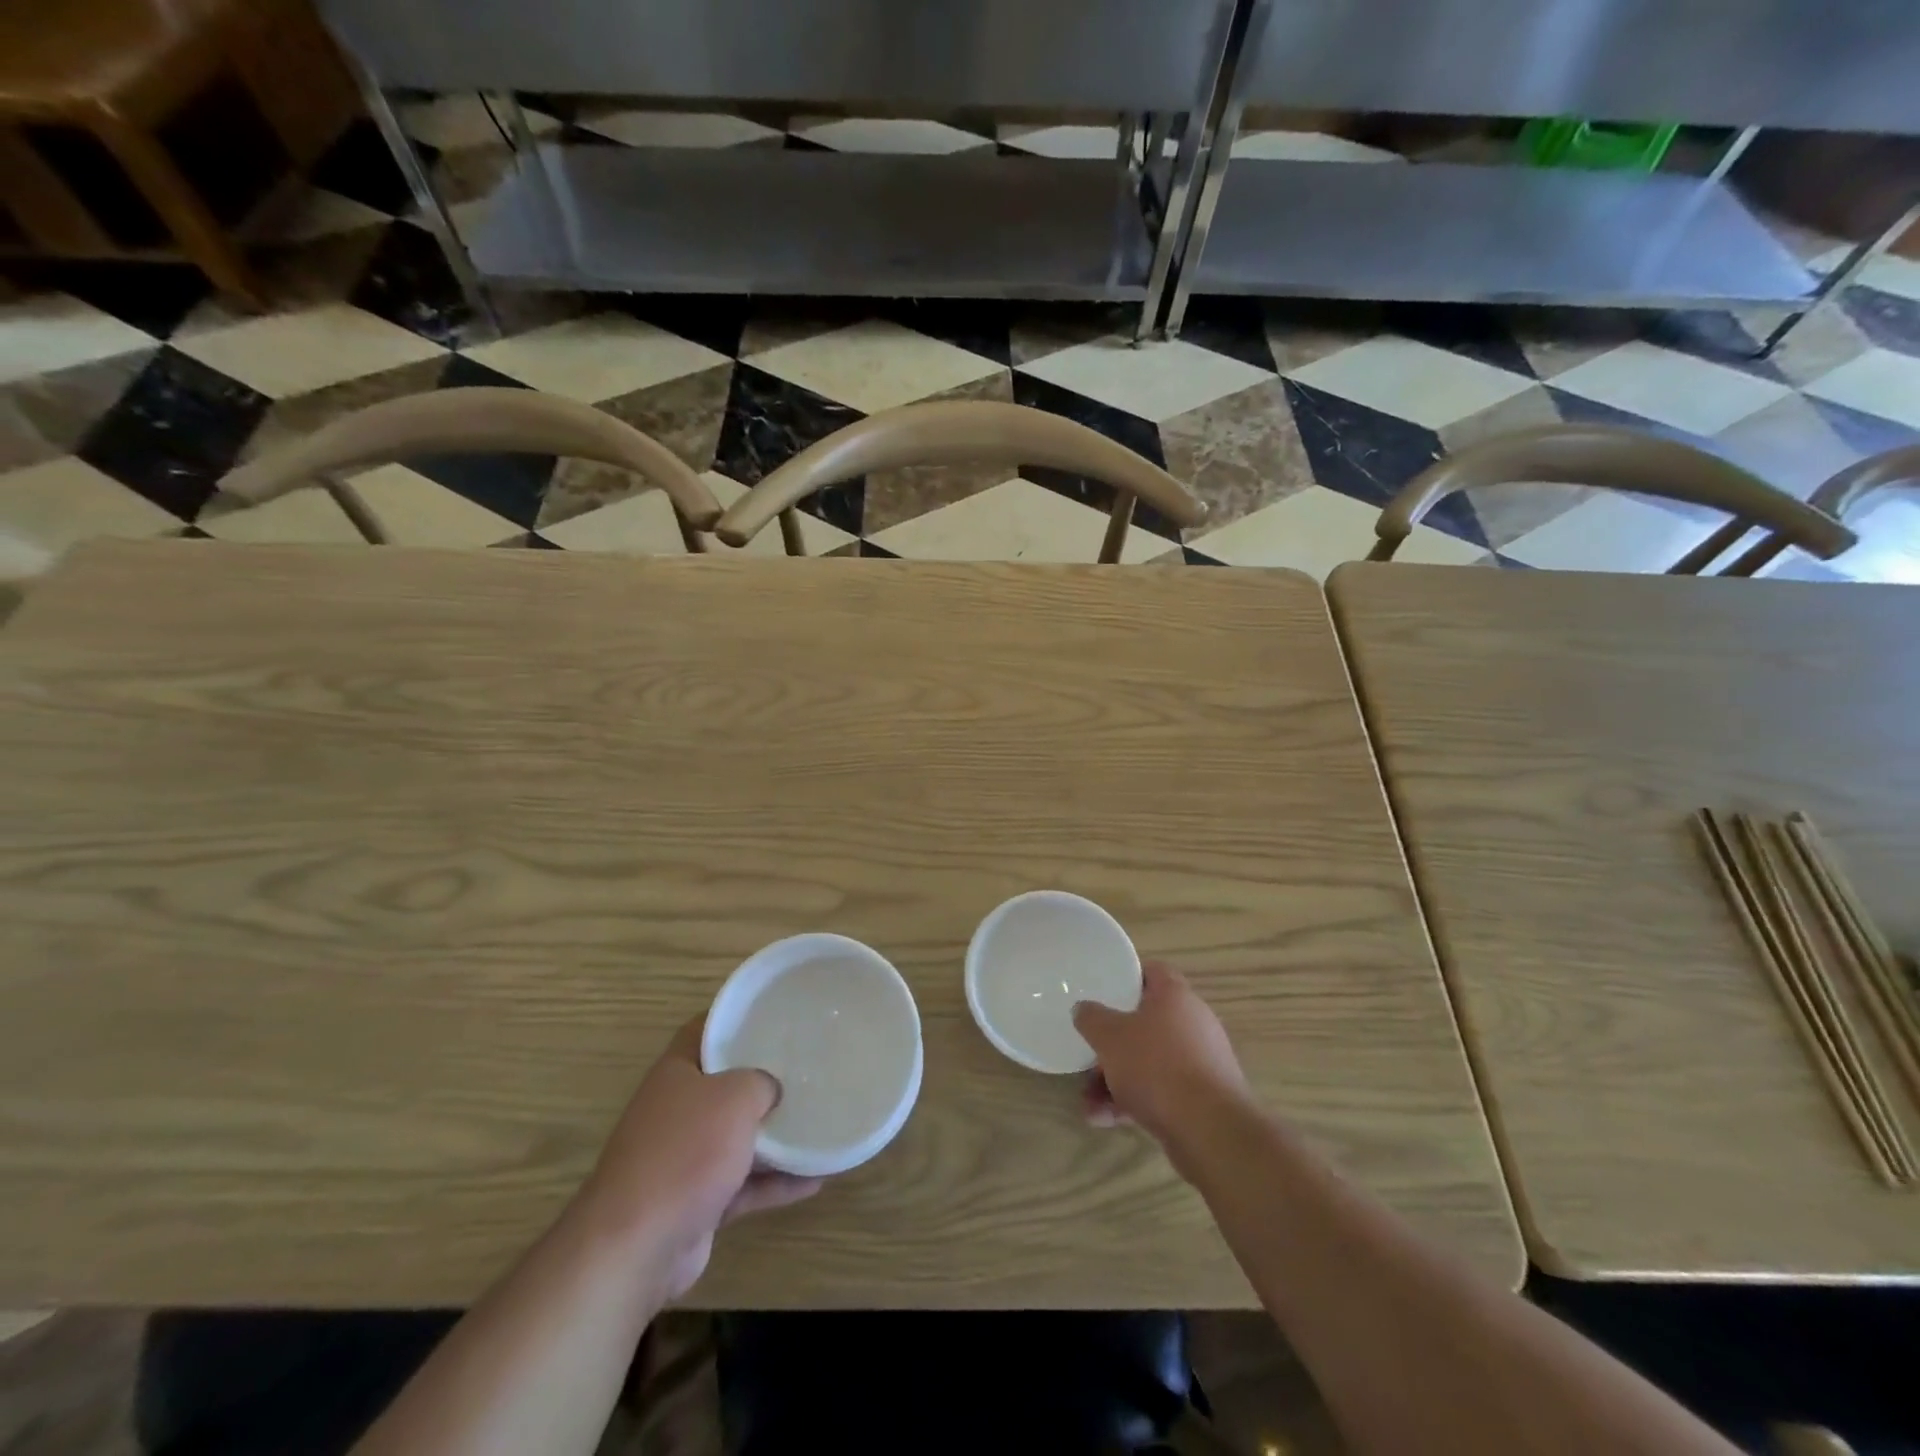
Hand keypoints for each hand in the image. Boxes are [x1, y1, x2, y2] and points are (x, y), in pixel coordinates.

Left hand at [582, 1020, 819, 1300]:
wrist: (637, 1246)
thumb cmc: (686, 1150)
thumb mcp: (735, 1096)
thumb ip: (762, 1081)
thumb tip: (772, 1090)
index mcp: (677, 1072)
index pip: (707, 1029)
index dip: (738, 1018)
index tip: (776, 1015)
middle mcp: (677, 1109)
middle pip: (726, 1084)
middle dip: (764, 1078)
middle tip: (807, 1067)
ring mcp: (685, 1157)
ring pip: (738, 1136)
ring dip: (776, 1135)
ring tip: (819, 1121)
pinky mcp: (697, 1201)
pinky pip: (744, 1183)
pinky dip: (776, 1182)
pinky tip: (815, 1178)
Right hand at [1073, 962, 1252, 1157]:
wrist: (1210, 1131)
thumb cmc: (1157, 1067)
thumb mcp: (1110, 1037)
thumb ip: (1091, 1018)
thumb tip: (1083, 1009)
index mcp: (1175, 996)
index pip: (1152, 972)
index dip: (1126, 976)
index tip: (1102, 989)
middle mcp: (1193, 1023)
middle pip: (1146, 1022)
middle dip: (1113, 1042)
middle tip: (1089, 1051)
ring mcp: (1200, 1062)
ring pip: (1150, 1061)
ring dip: (1116, 1079)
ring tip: (1088, 1101)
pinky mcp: (1202, 1098)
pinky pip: (1161, 1090)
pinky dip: (1133, 1101)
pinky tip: (1103, 1119)